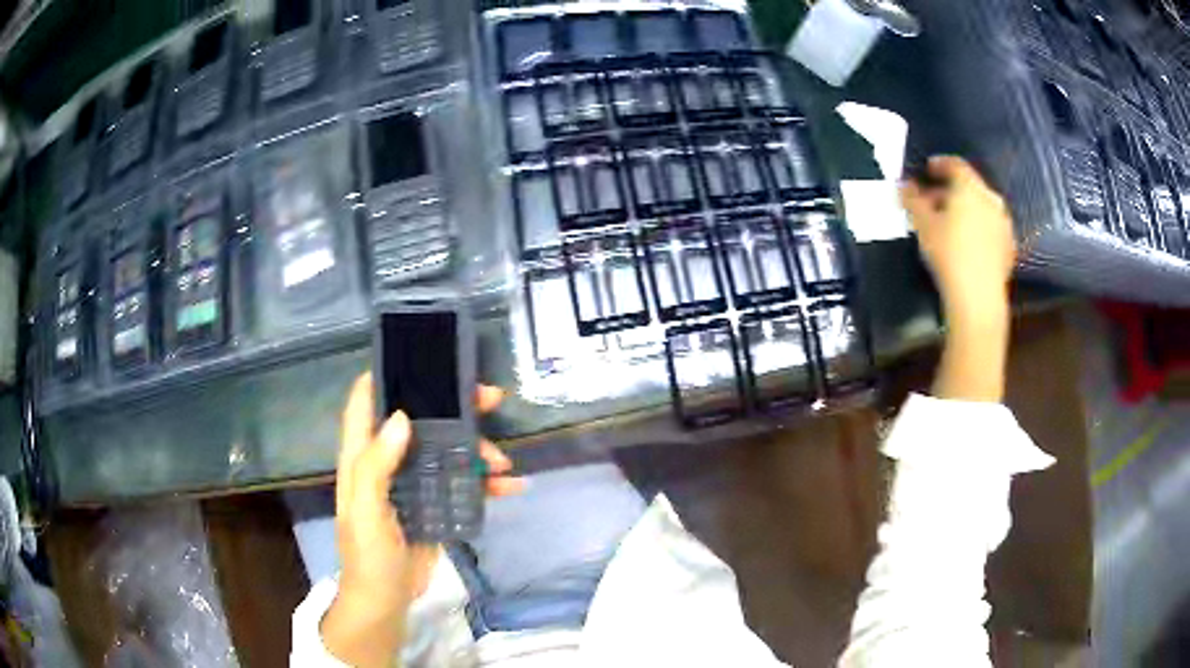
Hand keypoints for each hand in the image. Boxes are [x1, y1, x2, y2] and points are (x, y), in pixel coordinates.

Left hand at [320, 373, 524, 667]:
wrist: (387, 600)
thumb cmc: (368, 554)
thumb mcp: (365, 510)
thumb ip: (376, 465)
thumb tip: (400, 417)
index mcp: (363, 456)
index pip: (366, 403)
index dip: (386, 375)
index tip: (420, 358)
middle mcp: (389, 462)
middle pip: (420, 420)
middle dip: (454, 406)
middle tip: (491, 397)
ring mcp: (415, 483)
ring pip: (448, 450)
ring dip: (478, 449)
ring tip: (503, 463)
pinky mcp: (435, 505)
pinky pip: (463, 484)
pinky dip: (487, 483)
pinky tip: (512, 486)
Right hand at [902, 156, 1014, 401]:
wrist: (978, 298)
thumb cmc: (948, 254)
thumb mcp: (923, 225)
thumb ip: (913, 199)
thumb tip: (903, 185)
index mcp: (970, 187)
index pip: (955, 164)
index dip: (939, 164)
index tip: (926, 171)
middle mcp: (991, 199)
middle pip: (969, 186)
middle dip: (950, 191)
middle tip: (933, 203)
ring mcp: (1004, 224)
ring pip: (982, 208)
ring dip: (965, 210)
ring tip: (949, 225)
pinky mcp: (1009, 248)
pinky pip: (990, 229)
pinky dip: (978, 229)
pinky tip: (967, 244)